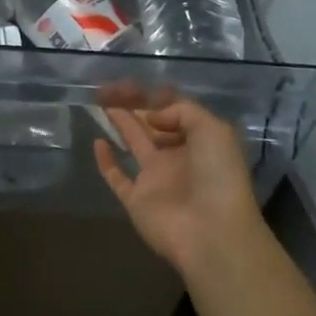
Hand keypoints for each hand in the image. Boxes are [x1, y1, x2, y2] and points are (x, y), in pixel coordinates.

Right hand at [94, 96, 263, 277]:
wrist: (212, 232)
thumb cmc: (217, 176)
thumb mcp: (211, 128)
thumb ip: (180, 110)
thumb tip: (150, 115)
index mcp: (198, 140)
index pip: (173, 111)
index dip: (154, 96)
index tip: (133, 83)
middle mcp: (176, 156)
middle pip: (150, 123)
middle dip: (132, 104)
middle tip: (108, 87)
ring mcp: (155, 178)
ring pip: (134, 143)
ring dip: (120, 122)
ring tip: (100, 101)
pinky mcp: (136, 199)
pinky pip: (117, 177)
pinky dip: (106, 161)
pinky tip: (98, 141)